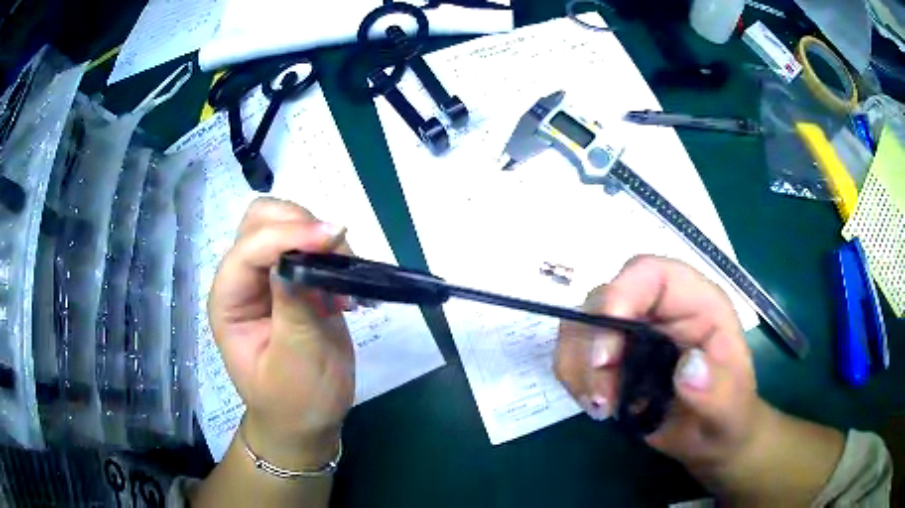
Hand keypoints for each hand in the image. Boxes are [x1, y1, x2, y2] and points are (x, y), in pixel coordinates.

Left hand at [209, 198, 353, 467]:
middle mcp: (244, 280)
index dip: (288, 236)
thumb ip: (294, 309)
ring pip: (287, 223)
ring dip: (319, 236)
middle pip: (261, 220)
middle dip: (300, 225)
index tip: (334, 238)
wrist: (307, 421)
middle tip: (336, 252)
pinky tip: (347, 286)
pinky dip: (332, 251)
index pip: (249, 249)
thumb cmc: (295, 402)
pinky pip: (311, 245)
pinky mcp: (297, 281)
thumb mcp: (295, 363)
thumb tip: (299, 257)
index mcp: (229, 301)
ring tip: (344, 277)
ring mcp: (270, 277)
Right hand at [554, 256, 763, 473]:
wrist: (709, 437)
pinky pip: (573, 354)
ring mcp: (631, 331)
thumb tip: (687, 369)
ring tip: (601, 408)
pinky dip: (574, 379)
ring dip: (579, 369)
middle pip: (603, 299)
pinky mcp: (612, 356)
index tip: (607, 356)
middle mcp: (658, 309)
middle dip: (592, 348)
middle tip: (601, 398)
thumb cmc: (728, 415)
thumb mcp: (733, 409)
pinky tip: (596, 406)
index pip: (650, 274)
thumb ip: (719, 390)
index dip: (620, 297)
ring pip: (580, 327)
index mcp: (695, 303)